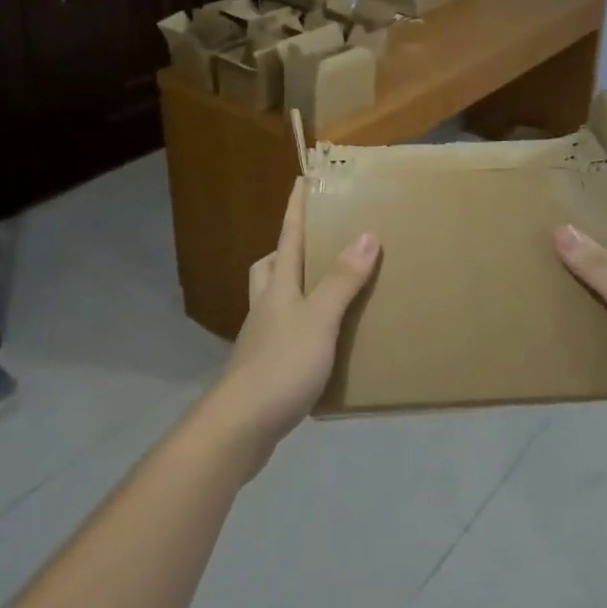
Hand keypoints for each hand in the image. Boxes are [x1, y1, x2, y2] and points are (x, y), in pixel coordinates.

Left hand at [212, 179, 380, 460]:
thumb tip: (366, 234)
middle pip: (269, 268)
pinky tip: (320, 344)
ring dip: (294, 290)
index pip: (287, 238)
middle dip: (286, 252)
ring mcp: (260, 340)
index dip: (295, 209)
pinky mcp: (263, 370)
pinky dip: (300, 328)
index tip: (302, 180)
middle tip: (314, 248)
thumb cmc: (281, 366)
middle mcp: (265, 307)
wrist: (240, 427)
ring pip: (273, 301)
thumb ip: (342, 280)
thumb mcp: (319, 319)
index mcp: (277, 288)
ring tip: (325, 294)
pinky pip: (282, 335)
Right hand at [555, 202, 606, 463]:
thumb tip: (562, 227)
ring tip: (535, 265)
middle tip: (536, 220)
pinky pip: (604, 322)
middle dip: (580, 234)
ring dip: (577, 277)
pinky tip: (554, 317)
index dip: (605, 194)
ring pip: (605, 287)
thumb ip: (599, 268)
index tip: (572, 175)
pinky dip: (582, 315)